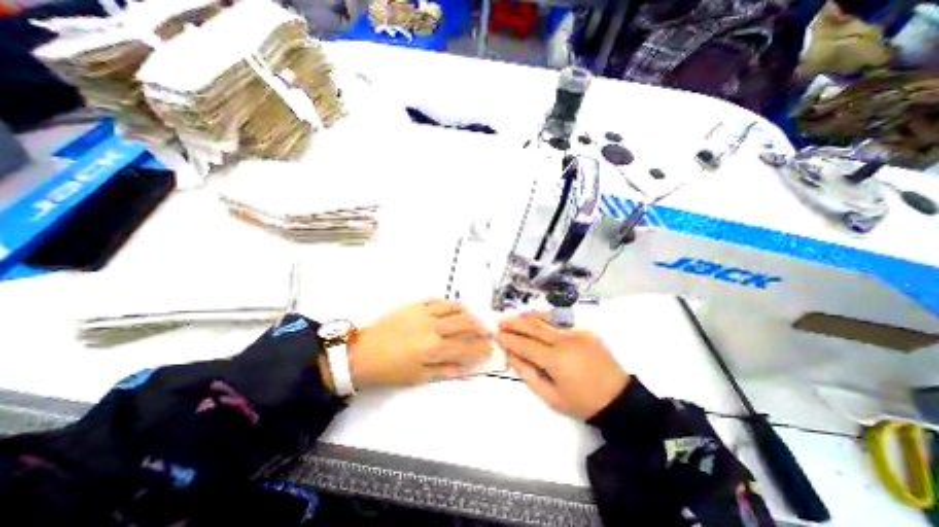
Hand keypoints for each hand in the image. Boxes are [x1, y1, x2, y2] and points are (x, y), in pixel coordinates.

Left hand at [343, 298, 490, 388]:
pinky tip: (452, 308)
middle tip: (487, 330)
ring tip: (472, 317)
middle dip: (479, 327)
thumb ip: (444, 370)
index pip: (465, 347)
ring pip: (453, 308)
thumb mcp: (418, 376)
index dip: (480, 348)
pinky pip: (436, 300)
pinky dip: (448, 304)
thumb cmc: (389, 370)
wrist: (362, 352)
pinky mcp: (414, 305)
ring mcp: (423, 313)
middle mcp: (432, 328)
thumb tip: (467, 369)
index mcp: (433, 349)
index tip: (489, 348)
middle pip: (464, 323)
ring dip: (466, 313)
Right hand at [494, 313, 624, 419]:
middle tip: (500, 321)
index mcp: (557, 360)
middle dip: (514, 323)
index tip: (496, 335)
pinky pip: (560, 321)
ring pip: (546, 319)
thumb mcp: (551, 398)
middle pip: (534, 327)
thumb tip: (511, 356)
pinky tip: (537, 319)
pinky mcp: (585, 330)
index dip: (509, 339)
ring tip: (515, 317)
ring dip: (528, 316)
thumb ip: (528, 375)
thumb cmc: (583, 403)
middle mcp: (565, 341)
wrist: (620, 399)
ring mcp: (577, 332)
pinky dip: (545, 319)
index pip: (525, 345)